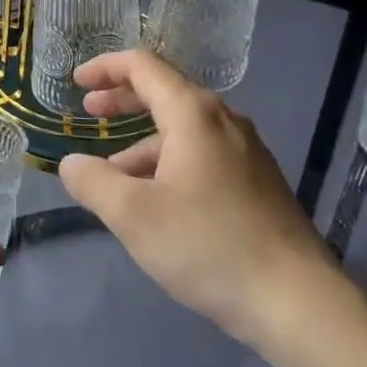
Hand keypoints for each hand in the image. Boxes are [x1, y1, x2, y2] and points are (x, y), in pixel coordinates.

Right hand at [57, 50, 350, 344]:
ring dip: (142, 141)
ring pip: (183, 130)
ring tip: (112, 174)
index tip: (76, 82)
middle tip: (89, 111)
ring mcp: (246, 150)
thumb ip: (92, 182)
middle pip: (165, 92)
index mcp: (193, 114)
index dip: (105, 67)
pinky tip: (157, 200)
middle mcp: (224, 120)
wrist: (295, 299)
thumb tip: (72, 163)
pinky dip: (169, 161)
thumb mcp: (133, 215)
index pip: (143, 66)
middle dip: (122, 99)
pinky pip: (202, 154)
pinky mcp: (257, 181)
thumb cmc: (207, 245)